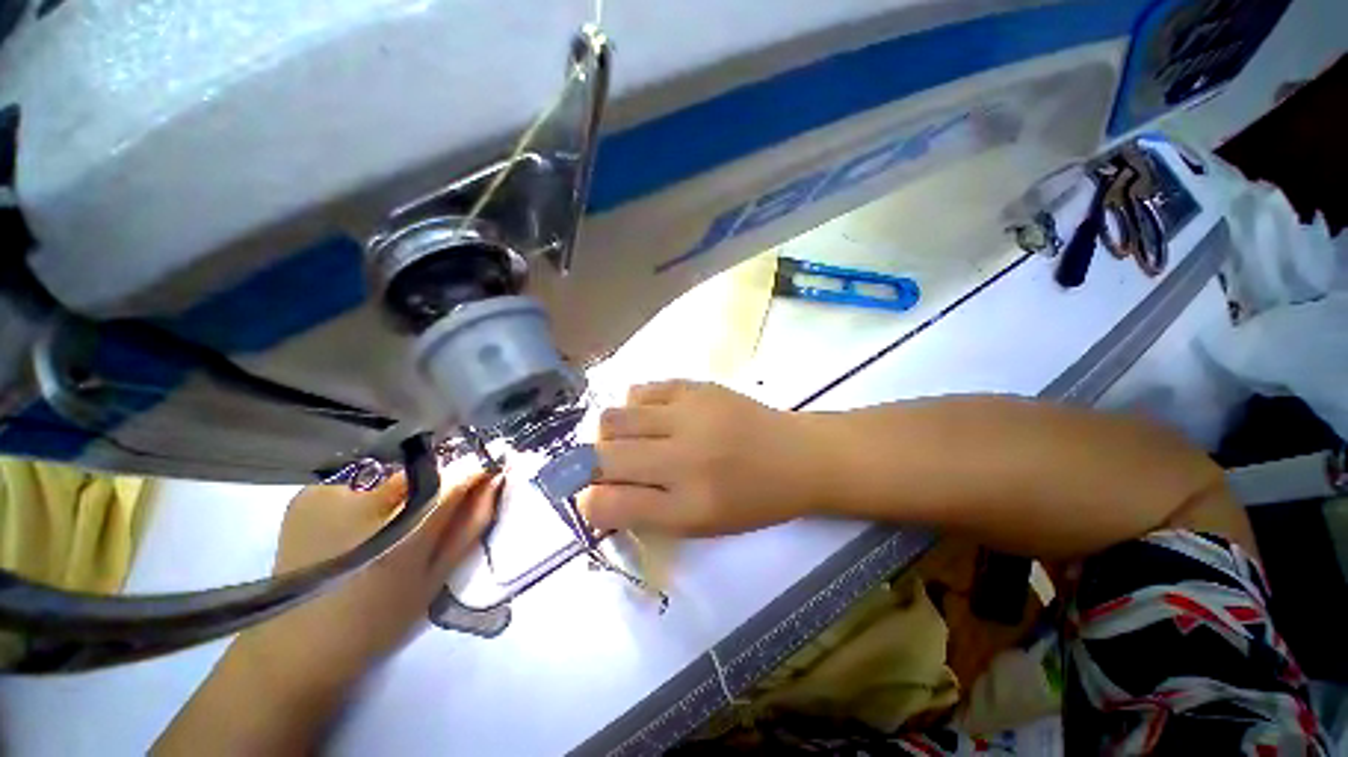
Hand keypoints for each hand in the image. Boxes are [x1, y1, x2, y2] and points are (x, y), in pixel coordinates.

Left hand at [235, 460, 499, 690]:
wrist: (297, 648)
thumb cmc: (378, 618)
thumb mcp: (437, 575)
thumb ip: (471, 522)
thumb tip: (495, 479)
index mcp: (401, 527)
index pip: (454, 475)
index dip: (474, 470)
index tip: (489, 469)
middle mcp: (363, 498)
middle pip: (421, 469)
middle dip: (438, 480)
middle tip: (433, 511)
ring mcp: (329, 492)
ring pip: (391, 473)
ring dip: (404, 488)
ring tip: (393, 523)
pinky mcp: (307, 495)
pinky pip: (359, 480)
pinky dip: (371, 494)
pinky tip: (359, 524)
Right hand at [580, 381, 826, 536]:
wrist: (797, 455)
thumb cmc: (753, 500)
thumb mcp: (703, 525)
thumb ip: (649, 512)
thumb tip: (599, 494)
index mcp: (689, 508)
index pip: (609, 504)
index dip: (588, 502)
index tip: (591, 498)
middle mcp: (684, 460)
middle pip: (603, 457)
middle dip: (590, 465)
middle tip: (605, 466)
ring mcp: (689, 415)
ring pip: (612, 418)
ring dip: (608, 434)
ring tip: (626, 439)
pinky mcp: (696, 387)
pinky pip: (639, 390)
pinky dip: (633, 407)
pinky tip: (649, 417)